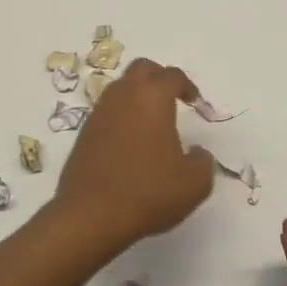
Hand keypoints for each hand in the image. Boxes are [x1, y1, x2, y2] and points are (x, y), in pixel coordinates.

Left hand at [53, 58, 214, 253]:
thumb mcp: (194, 183)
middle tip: (173, 99)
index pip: (172, 76)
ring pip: (120, 89)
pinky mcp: (84, 134)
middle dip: (159, 78)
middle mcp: (123, 97)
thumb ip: (203, 161)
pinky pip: (107, 112)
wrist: (91, 216)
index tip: (195, 103)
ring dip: (138, 97)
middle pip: (142, 69)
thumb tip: (197, 153)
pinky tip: (131, 144)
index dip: (187, 86)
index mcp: (152, 98)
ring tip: (152, 123)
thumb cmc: (148, 192)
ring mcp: (99, 113)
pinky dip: (122, 117)